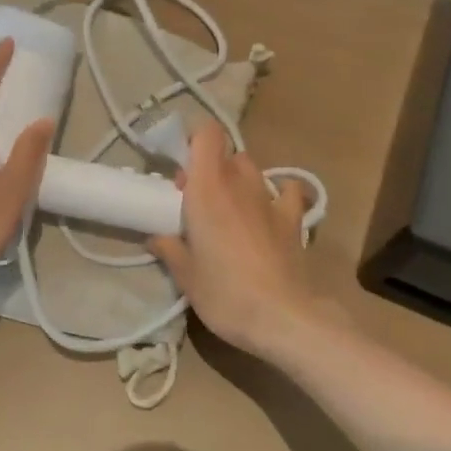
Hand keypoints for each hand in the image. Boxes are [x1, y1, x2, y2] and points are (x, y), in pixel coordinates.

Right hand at [148, 123, 322, 357]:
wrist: (282, 316)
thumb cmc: (225, 293)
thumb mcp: (186, 276)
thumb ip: (170, 249)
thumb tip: (157, 237)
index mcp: (207, 188)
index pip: (206, 134)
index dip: (194, 140)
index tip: (181, 168)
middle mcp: (240, 183)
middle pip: (226, 153)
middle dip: (211, 168)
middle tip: (197, 200)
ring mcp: (270, 199)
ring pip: (253, 169)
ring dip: (239, 180)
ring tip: (230, 209)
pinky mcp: (294, 219)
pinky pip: (287, 191)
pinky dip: (279, 194)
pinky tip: (270, 212)